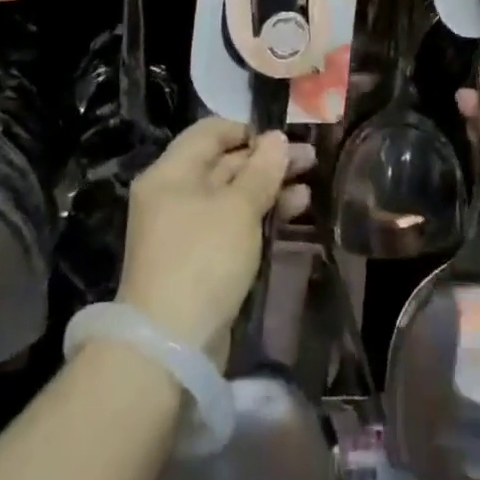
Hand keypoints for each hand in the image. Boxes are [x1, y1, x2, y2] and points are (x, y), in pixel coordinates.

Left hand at [117, 118, 312, 367]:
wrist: (170, 348)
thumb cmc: (202, 260)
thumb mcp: (237, 209)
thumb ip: (261, 171)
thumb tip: (276, 138)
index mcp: (171, 173)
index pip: (210, 132)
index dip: (248, 130)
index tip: (283, 137)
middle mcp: (174, 195)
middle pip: (223, 164)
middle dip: (266, 161)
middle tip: (309, 160)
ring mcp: (186, 230)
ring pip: (232, 196)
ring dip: (269, 188)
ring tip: (308, 185)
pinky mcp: (200, 260)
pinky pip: (232, 224)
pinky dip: (259, 216)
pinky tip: (294, 211)